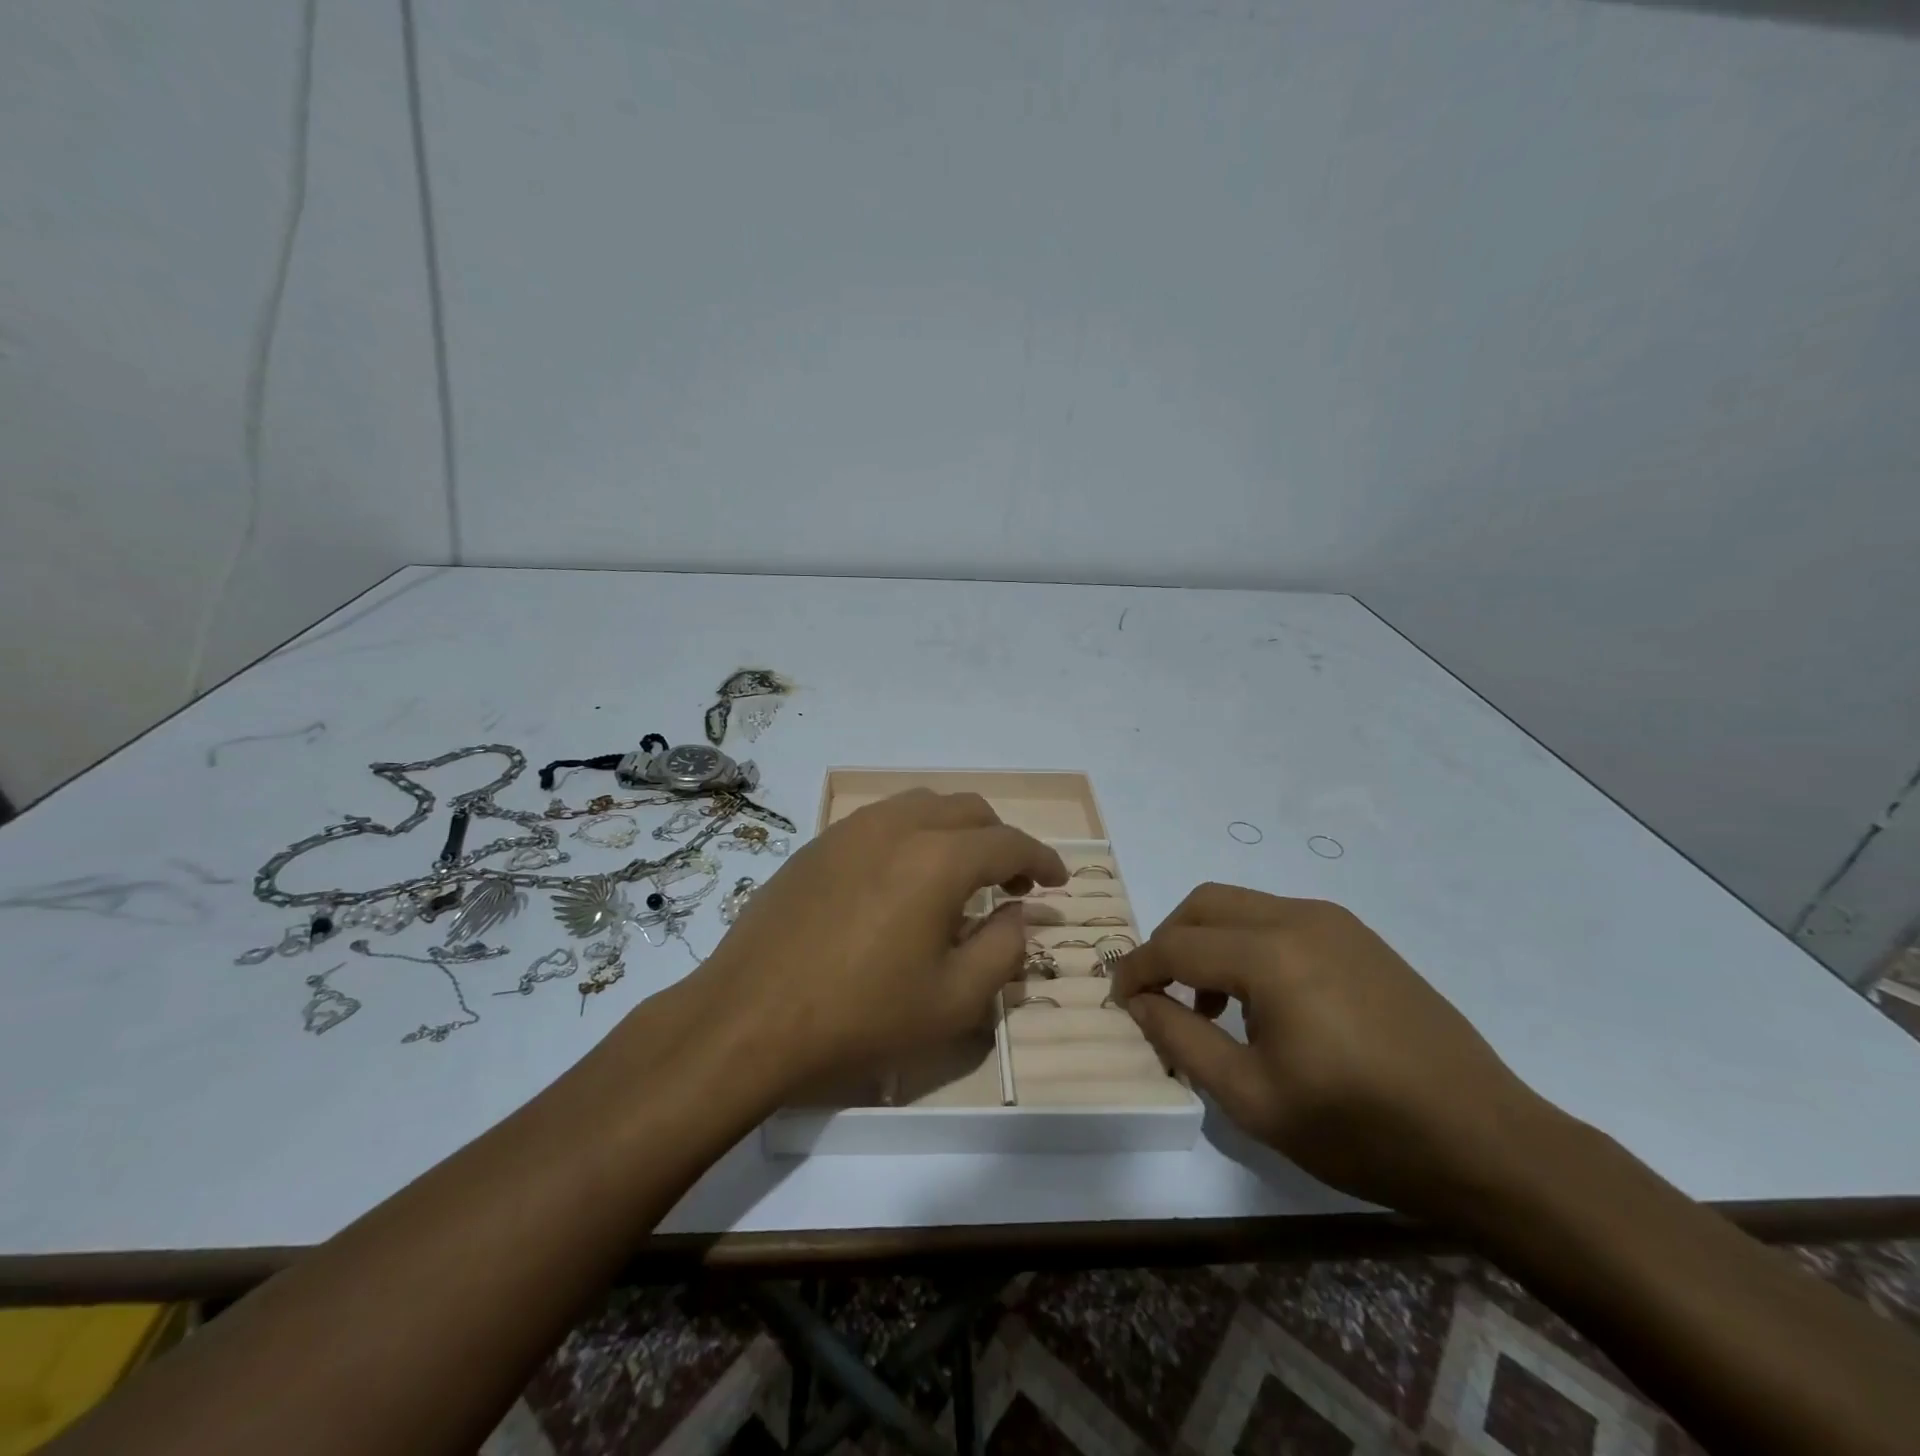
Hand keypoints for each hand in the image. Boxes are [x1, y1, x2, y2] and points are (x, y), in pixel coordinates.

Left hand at [687, 790, 1065, 1095]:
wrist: (751, 1016)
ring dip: (955, 830)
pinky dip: (913, 834)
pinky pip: (882, 820)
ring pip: (923, 805)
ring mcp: (852, 829)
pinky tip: (903, 878)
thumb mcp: (953, 1000)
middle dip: (1000, 839)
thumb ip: (1003, 949)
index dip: (1041, 859)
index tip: (1057, 881)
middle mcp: (898, 826)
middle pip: (969, 810)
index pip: (1009, 842)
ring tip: (960, 874)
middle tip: (1011, 882)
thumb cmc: (861, 1015)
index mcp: (939, 858)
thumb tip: (1018, 915)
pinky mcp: (819, 843)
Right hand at [1111, 884, 1558, 1220]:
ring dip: (1208, 940)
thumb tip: (1139, 1002)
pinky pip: (1279, 920)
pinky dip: (1247, 944)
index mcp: (1270, 955)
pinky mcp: (1360, 938)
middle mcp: (1298, 918)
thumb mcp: (1253, 1098)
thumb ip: (1182, 1041)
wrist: (1488, 1142)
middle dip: (1168, 940)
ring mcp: (1335, 923)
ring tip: (1212, 1006)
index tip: (1118, 998)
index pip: (1176, 945)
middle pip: (1204, 904)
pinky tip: (1264, 1001)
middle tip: (1159, 993)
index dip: (1137, 969)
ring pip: (1241, 906)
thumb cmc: (1360, 1128)